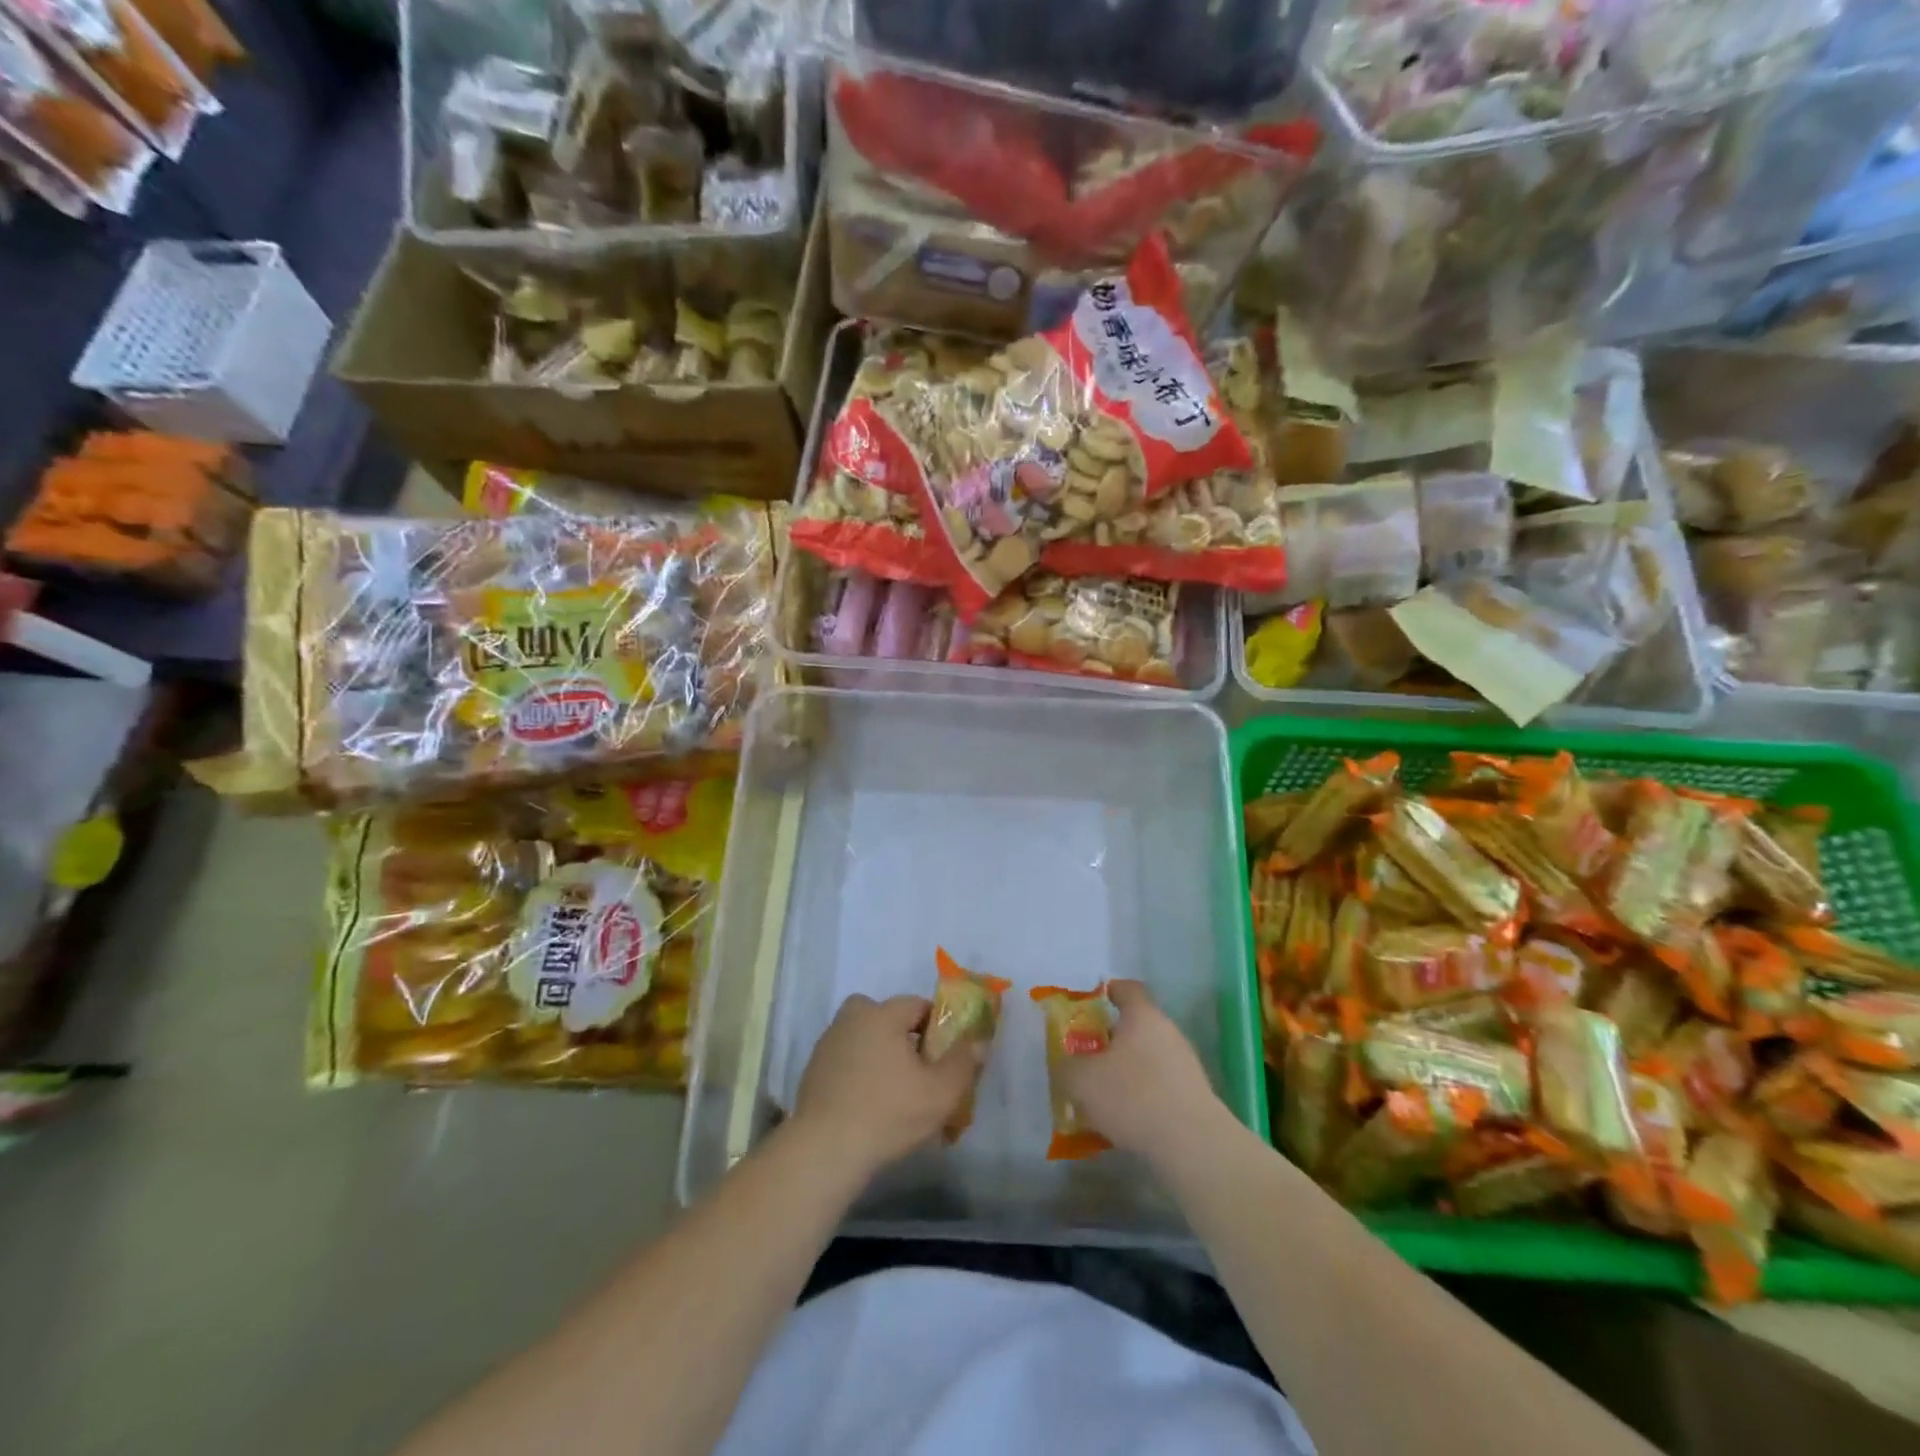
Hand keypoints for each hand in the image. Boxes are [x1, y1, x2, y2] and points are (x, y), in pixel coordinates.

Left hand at [791, 993, 982, 1181]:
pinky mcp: (813, 1070)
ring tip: (894, 1093)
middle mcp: (852, 1018)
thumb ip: (963, 1062)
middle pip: (887, 1017)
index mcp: (882, 1014)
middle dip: (905, 1037)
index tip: (944, 1057)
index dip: (937, 1028)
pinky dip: (858, 1073)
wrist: (824, 1151)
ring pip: (865, 1038)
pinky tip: (867, 1105)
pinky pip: (847, 1060)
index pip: (918, 1005)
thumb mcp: (940, 1092)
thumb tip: (978, 1040)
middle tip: (918, 1072)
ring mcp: (828, 1043)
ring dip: (880, 1054)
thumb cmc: (888, 1114)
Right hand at [1058, 980, 1224, 1165]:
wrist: (1192, 1144)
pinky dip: (1143, 1096)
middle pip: (1136, 1026)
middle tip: (1087, 1058)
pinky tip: (1127, 1121)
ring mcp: (1186, 1064)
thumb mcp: (1082, 1080)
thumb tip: (1067, 1066)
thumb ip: (1067, 1068)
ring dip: (1126, 1071)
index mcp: (1143, 1016)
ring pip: (1148, 1058)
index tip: (1091, 1003)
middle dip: (1111, 1040)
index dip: (1109, 992)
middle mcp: (1168, 1032)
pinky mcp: (1194, 1096)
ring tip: (1103, 1096)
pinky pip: (1160, 1086)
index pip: (1127, 989)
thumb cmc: (1133, 1096)